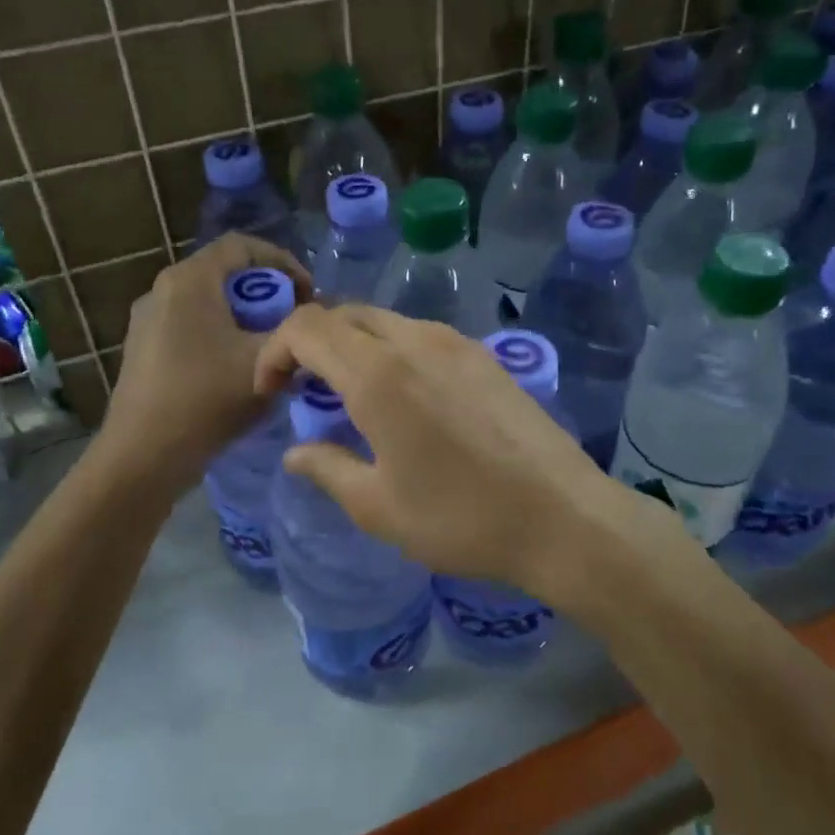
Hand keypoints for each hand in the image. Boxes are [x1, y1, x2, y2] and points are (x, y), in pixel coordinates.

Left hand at [97, 234, 309, 488]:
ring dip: (245, 316)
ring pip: (208, 302)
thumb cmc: (206, 399)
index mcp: (190, 281)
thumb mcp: (264, 361)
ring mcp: (147, 320)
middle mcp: (163, 290)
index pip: (242, 245)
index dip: (283, 261)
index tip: (309, 293)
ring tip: (270, 346)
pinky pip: (191, 326)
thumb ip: (295, 332)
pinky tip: (236, 370)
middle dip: (267, 293)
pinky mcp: (143, 349)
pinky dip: (221, 334)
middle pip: (225, 273)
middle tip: (294, 321)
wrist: (143, 456)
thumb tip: (312, 319)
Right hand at [253, 305, 670, 603]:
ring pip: (385, 322)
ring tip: (352, 397)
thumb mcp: (379, 508)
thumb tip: (296, 451)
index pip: (307, 327)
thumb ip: (327, 469)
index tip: (272, 392)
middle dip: (311, 344)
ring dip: (354, 346)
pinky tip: (405, 398)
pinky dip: (392, 352)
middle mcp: (415, 342)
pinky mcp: (485, 356)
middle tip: (305, 392)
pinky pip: (422, 336)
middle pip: (344, 314)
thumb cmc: (462, 519)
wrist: (563, 517)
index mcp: (379, 375)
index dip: (276, 350)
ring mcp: (457, 343)